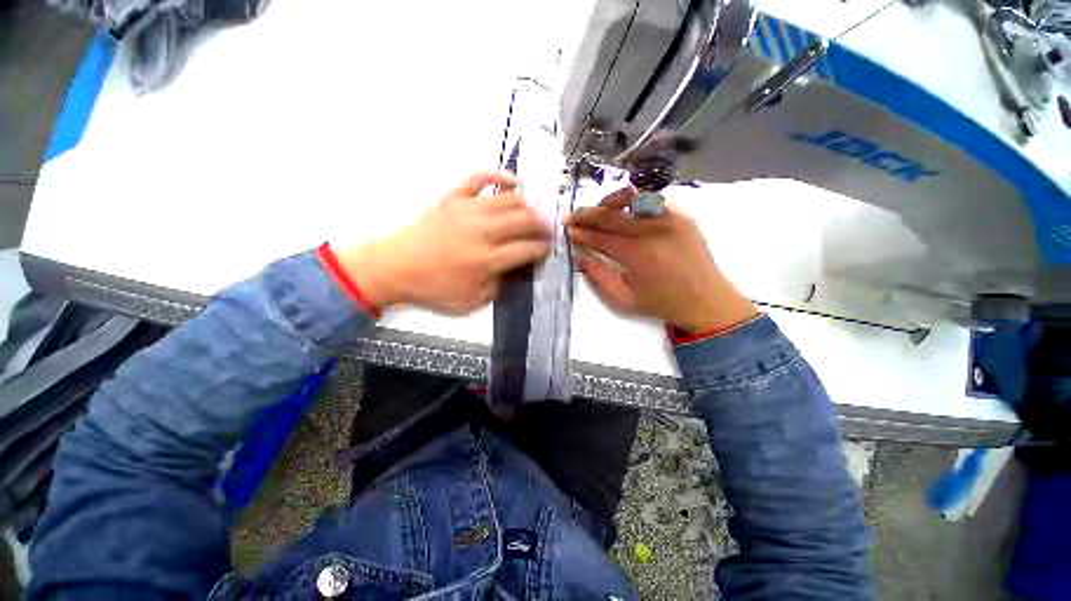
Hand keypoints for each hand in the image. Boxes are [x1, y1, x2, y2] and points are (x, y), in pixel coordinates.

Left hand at [334, 172, 550, 313]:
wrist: (394, 267)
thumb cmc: (432, 288)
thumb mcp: (470, 302)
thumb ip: (497, 287)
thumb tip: (511, 271)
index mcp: (487, 260)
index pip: (527, 249)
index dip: (542, 248)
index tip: (548, 248)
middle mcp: (482, 232)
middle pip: (524, 220)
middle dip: (542, 225)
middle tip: (549, 230)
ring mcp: (467, 211)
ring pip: (508, 199)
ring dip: (528, 205)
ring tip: (534, 212)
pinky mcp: (453, 199)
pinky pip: (479, 179)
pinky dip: (499, 176)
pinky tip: (512, 181)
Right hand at [568, 187, 756, 332]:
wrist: (706, 300)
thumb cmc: (662, 303)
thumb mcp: (624, 300)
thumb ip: (599, 277)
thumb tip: (580, 255)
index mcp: (640, 255)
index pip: (601, 237)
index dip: (582, 233)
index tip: (569, 231)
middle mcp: (655, 231)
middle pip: (612, 216)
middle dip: (587, 215)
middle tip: (572, 217)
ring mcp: (671, 219)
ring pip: (632, 198)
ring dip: (609, 202)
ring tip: (596, 209)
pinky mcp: (683, 214)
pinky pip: (653, 199)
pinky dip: (634, 200)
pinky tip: (624, 209)